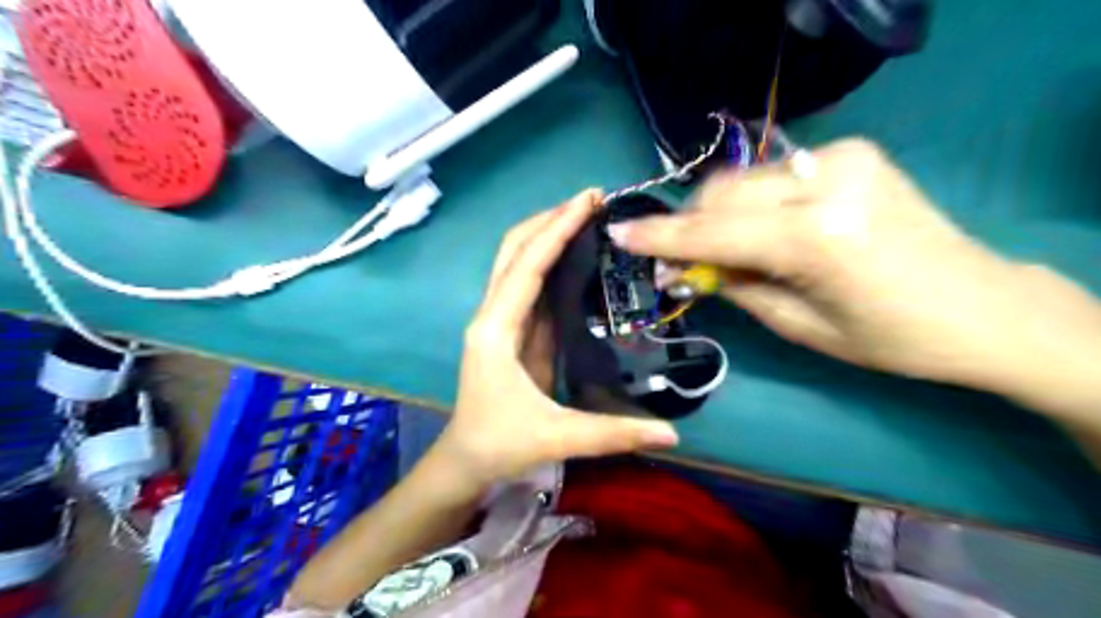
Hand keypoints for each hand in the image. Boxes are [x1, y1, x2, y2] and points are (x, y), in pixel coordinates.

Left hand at [439, 191, 680, 488]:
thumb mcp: (556, 438)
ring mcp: (502, 320)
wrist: (465, 460)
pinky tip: (578, 254)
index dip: (556, 230)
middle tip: (591, 200)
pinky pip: (531, 284)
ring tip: (588, 216)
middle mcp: (493, 314)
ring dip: (548, 234)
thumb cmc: (499, 444)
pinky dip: (551, 261)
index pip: (526, 266)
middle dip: (549, 219)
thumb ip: (613, 434)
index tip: (587, 200)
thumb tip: (672, 434)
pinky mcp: (514, 330)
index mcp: (495, 330)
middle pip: (514, 249)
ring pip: (518, 261)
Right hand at [605, 138, 1100, 408]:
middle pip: (721, 194)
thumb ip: (733, 285)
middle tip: (672, 260)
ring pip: (741, 181)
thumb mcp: (798, 325)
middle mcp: (826, 183)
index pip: (714, 232)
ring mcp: (840, 158)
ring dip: (715, 214)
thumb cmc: (889, 338)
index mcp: (817, 238)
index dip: (661, 237)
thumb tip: (680, 268)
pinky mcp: (849, 153)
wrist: (980, 305)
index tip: (619, 233)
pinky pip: (771, 176)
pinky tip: (755, 231)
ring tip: (713, 250)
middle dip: (687, 227)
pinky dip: (749, 203)